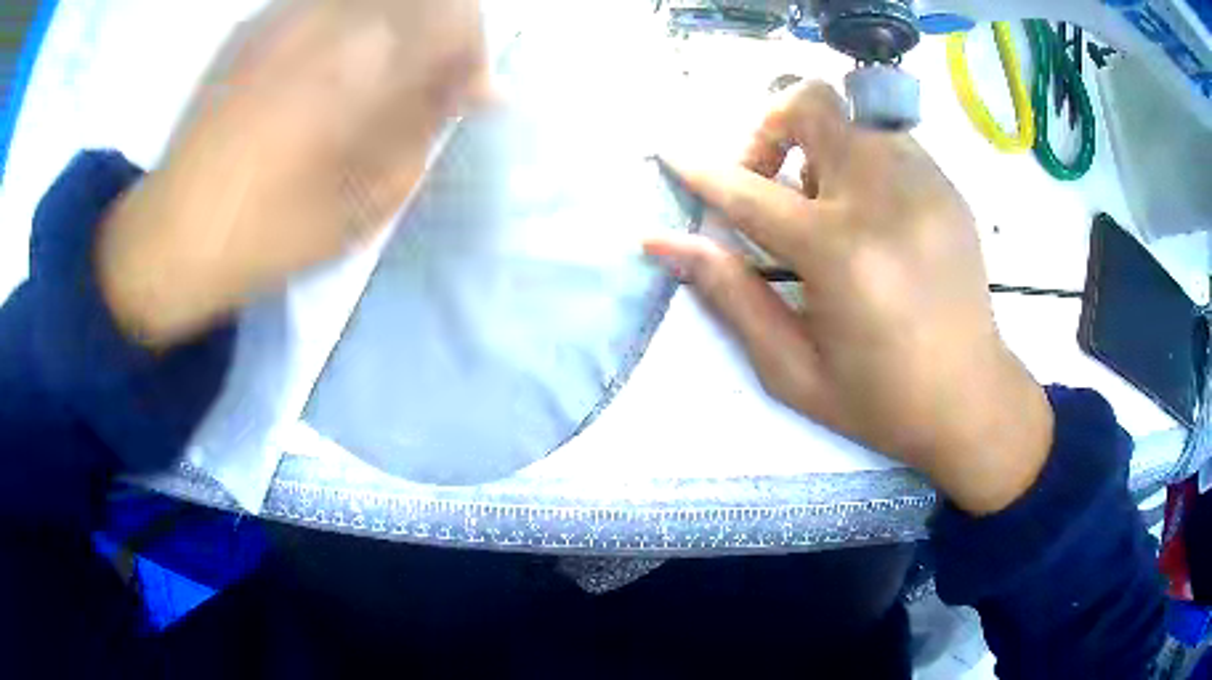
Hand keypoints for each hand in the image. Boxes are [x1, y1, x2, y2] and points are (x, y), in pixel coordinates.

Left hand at [98, 0, 488, 345]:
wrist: (173, 234)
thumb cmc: (271, 231)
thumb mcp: (367, 199)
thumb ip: (427, 130)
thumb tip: (475, 89)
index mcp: (360, 63)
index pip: (455, 19)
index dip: (475, 51)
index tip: (468, 91)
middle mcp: (327, 18)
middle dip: (443, 30)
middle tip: (430, 77)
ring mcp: (285, 14)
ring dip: (398, 24)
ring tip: (381, 72)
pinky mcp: (256, 24)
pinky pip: (326, 5)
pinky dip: (352, 23)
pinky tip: (331, 65)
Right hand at [646, 82, 1053, 514]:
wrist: (972, 400)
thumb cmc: (881, 401)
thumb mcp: (793, 370)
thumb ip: (729, 295)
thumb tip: (664, 243)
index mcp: (843, 254)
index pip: (750, 192)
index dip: (701, 172)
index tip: (669, 155)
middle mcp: (886, 199)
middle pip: (812, 103)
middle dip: (769, 128)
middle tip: (765, 178)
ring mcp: (925, 184)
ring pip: (851, 114)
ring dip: (816, 145)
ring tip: (821, 205)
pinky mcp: (947, 187)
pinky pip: (885, 139)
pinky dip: (857, 158)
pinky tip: (864, 212)